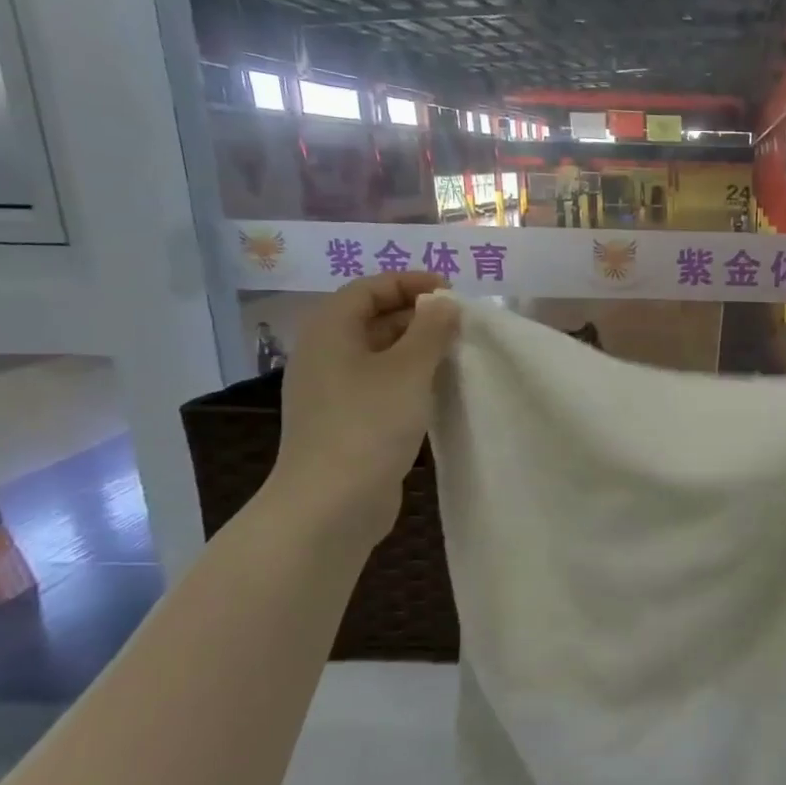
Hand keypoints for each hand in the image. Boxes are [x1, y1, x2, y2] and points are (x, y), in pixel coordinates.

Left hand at [269, 272, 460, 539]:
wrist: (331, 502)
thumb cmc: (369, 424)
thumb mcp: (408, 370)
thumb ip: (431, 330)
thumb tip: (444, 302)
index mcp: (330, 331)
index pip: (368, 288)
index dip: (409, 283)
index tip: (452, 292)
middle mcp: (325, 355)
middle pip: (371, 318)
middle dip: (416, 315)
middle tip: (460, 324)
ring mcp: (333, 391)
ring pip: (378, 354)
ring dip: (416, 349)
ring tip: (456, 354)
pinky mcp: (346, 421)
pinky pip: (380, 384)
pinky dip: (409, 379)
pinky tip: (437, 391)